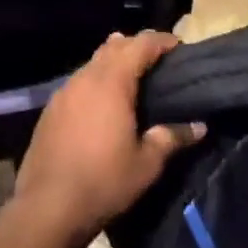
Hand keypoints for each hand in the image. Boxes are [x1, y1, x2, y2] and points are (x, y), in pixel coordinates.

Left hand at [12, 32, 205, 243]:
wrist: (48, 206)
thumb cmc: (104, 181)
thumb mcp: (147, 163)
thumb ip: (172, 138)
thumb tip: (199, 126)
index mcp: (112, 81)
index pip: (140, 44)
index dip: (161, 41)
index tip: (179, 46)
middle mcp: (86, 76)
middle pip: (114, 46)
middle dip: (137, 46)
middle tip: (158, 61)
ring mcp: (65, 90)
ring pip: (94, 62)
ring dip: (114, 62)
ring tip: (133, 79)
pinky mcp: (51, 107)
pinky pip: (79, 81)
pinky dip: (96, 81)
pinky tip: (103, 103)